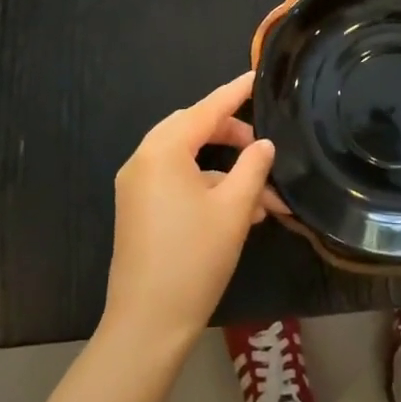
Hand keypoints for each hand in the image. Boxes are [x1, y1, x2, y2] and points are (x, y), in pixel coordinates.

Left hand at [104, 73, 274, 352]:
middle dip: (231, 136)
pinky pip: (176, 182)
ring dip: (225, 172)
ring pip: (188, 160)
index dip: (235, 93)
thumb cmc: (194, 258)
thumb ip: (253, 168)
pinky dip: (206, 188)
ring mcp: (136, 186)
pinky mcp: (137, 209)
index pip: (206, 109)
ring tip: (264, 198)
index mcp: (164, 149)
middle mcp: (144, 159)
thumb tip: (263, 145)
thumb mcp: (234, 209)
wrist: (147, 324)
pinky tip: (240, 213)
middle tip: (262, 146)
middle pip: (193, 130)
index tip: (256, 77)